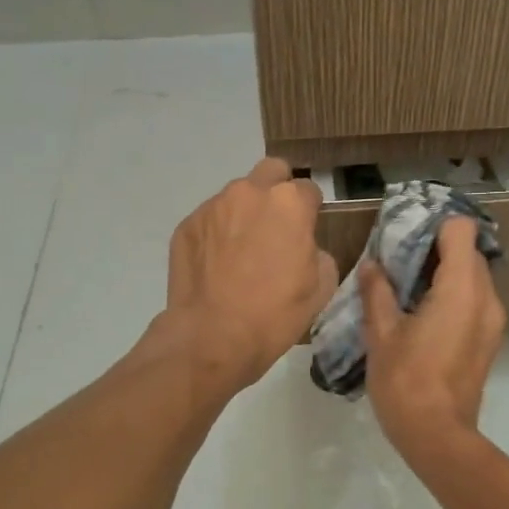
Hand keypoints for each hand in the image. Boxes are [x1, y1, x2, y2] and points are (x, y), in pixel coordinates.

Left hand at [162, 158, 338, 390]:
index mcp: (289, 203)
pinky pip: (210, 220)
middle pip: (270, 172)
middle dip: (277, 191)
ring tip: (242, 252)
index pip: (309, 189)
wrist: (212, 336)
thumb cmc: (276, 313)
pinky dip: (217, 234)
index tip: (307, 232)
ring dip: (244, 214)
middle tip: (277, 226)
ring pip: (237, 196)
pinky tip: (218, 266)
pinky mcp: (186, 225)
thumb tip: (303, 246)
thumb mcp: (321, 286)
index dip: (310, 211)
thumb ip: (317, 252)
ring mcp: (213, 206)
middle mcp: (249, 192)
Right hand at [360, 217, 506, 454]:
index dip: (434, 227)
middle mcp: (487, 298)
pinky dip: (454, 296)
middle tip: (400, 264)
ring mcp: (493, 320)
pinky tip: (424, 317)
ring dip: (445, 274)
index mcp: (462, 289)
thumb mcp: (381, 334)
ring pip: (474, 277)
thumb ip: (377, 292)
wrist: (437, 436)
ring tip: (409, 292)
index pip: (461, 230)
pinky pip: (476, 300)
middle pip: (469, 252)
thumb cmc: (406, 381)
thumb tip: (372, 265)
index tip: (406, 239)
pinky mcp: (490, 339)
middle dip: (436, 250)